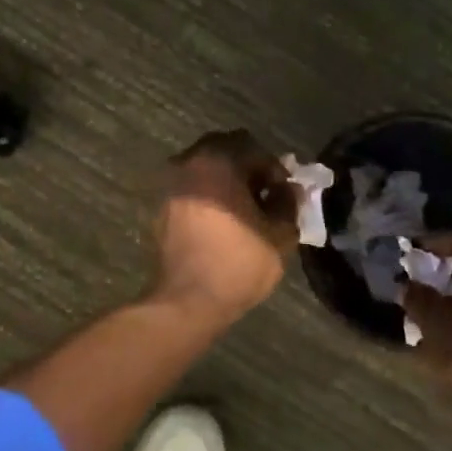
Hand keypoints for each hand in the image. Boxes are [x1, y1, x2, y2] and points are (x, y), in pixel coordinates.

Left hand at [150, 131, 299, 321]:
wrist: (187, 301)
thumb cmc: (237, 263)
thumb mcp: (279, 235)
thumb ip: (288, 203)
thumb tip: (290, 189)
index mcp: (218, 161)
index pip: (255, 149)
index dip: (276, 170)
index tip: (285, 194)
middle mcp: (189, 163)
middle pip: (226, 149)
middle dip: (249, 168)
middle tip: (266, 196)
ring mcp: (171, 184)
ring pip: (206, 167)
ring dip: (228, 180)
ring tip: (246, 210)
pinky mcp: (162, 206)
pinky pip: (192, 187)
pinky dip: (209, 194)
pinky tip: (224, 221)